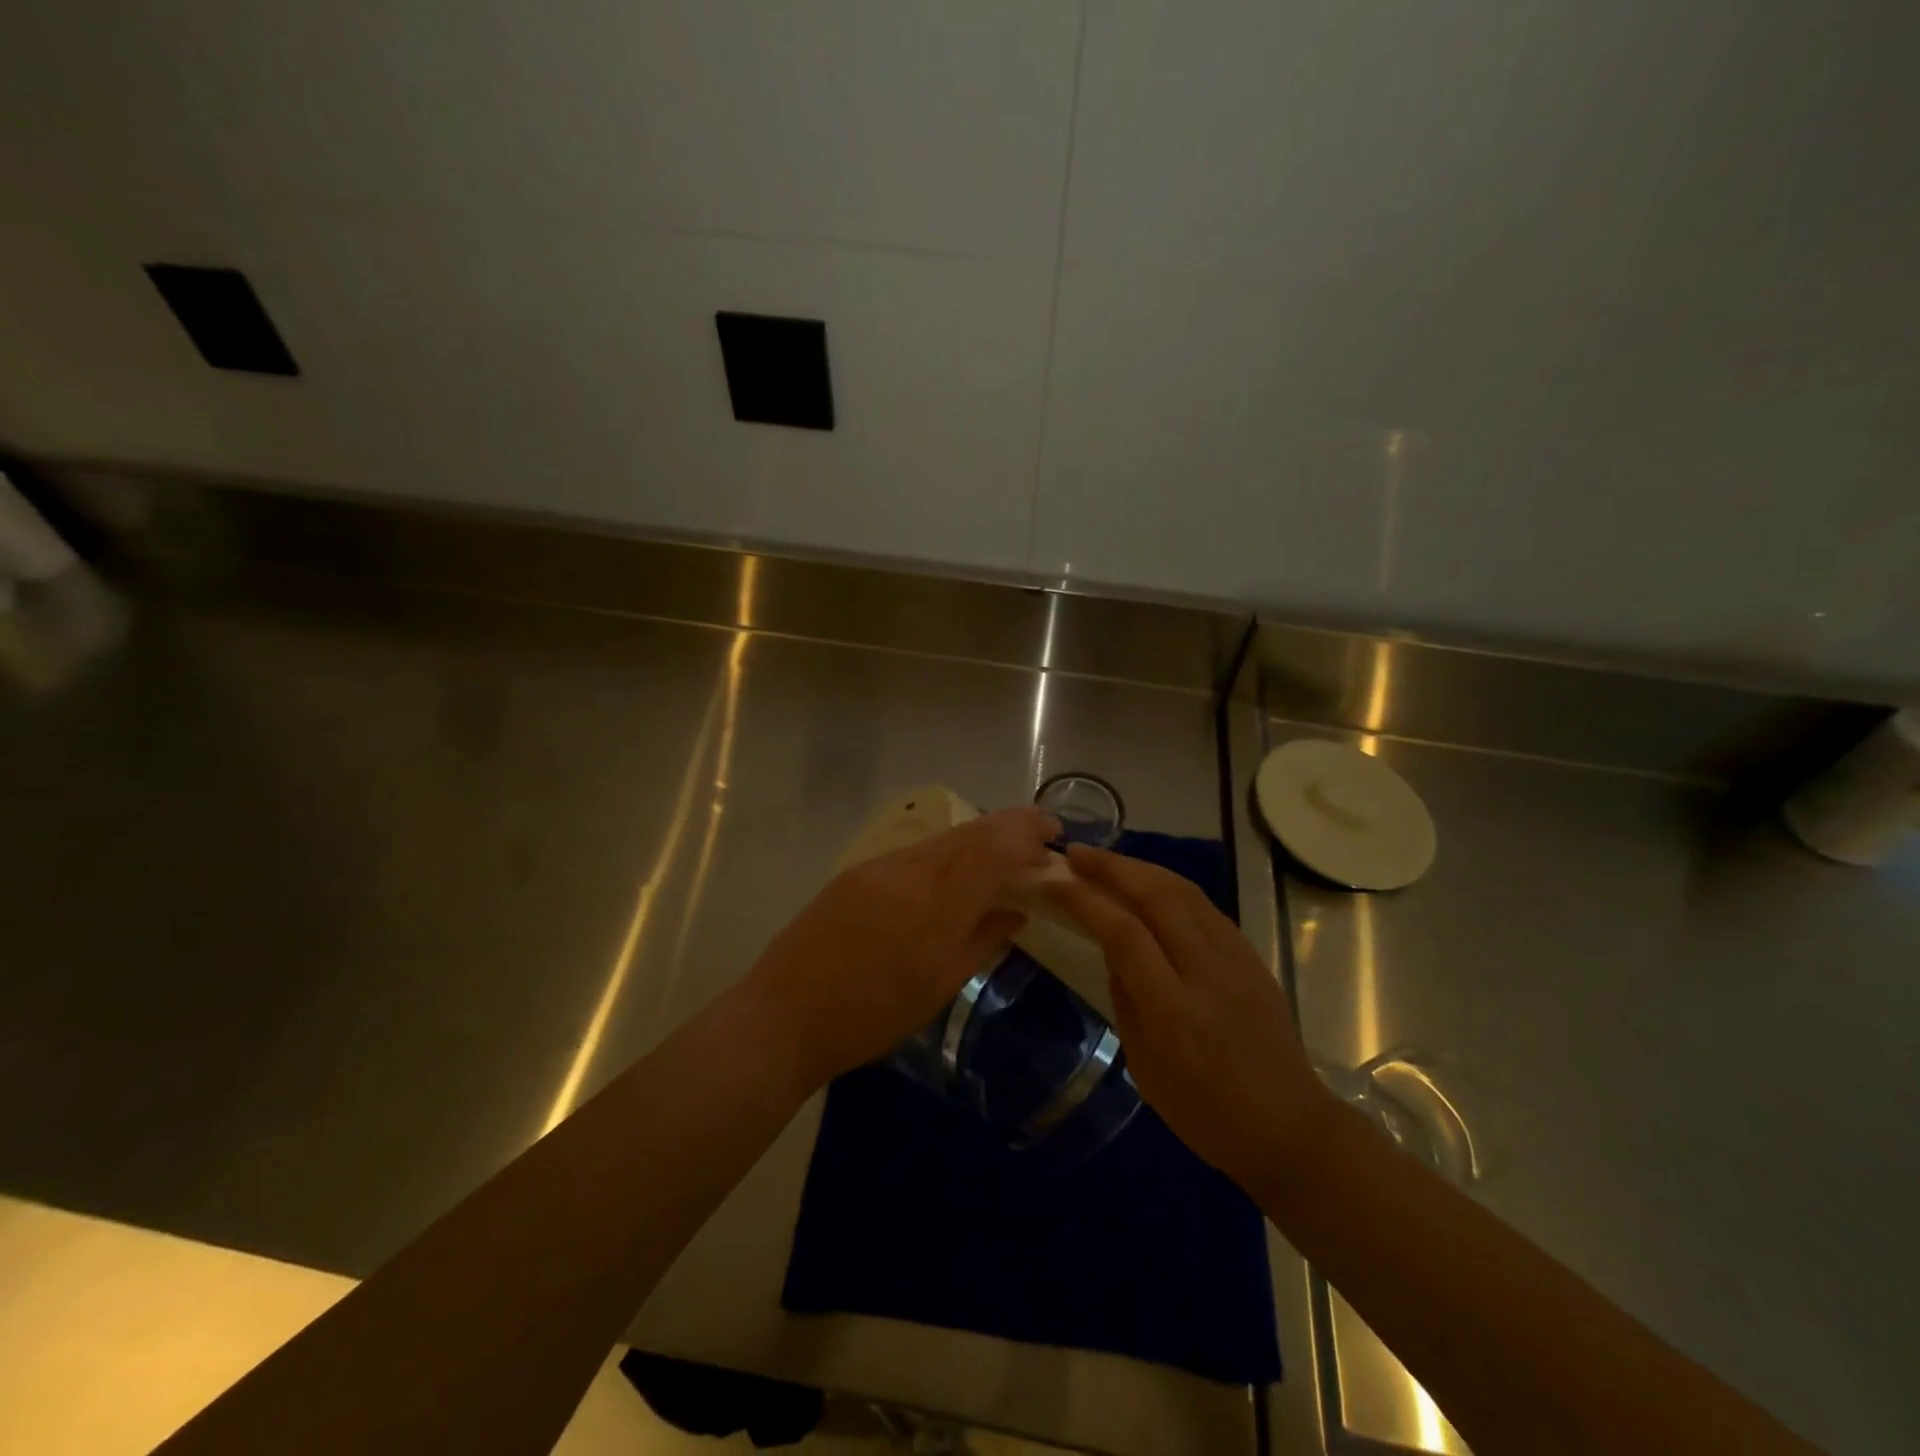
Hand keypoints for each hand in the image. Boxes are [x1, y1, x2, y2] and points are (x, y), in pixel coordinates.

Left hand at [741, 807, 1058, 1094]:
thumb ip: (982, 942)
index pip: (993, 849)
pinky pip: (916, 852)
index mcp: (935, 907)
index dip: (1027, 833)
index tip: (1054, 834)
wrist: (783, 1016)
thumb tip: (1016, 913)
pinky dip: (948, 852)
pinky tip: (956, 869)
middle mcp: (909, 872)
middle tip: (1040, 832)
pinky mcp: (857, 872)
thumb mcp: (937, 987)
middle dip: (1010, 825)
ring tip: (1005, 849)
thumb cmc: (870, 1018)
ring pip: (943, 839)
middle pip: (970, 833)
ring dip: (979, 837)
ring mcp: (879, 867)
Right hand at [1043, 844, 1335, 1190]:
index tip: (1056, 881)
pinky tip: (1150, 886)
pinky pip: (1206, 907)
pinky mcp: (1252, 956)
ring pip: (1185, 891)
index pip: (1125, 934)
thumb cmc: (1205, 1114)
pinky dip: (1170, 887)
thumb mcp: (1144, 1067)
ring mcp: (1237, 959)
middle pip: (1157, 897)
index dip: (1087, 900)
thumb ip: (1125, 998)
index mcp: (1174, 1011)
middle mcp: (1207, 973)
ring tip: (1107, 861)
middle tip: (1077, 854)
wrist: (1290, 1128)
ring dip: (1141, 868)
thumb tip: (1112, 947)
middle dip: (1112, 867)